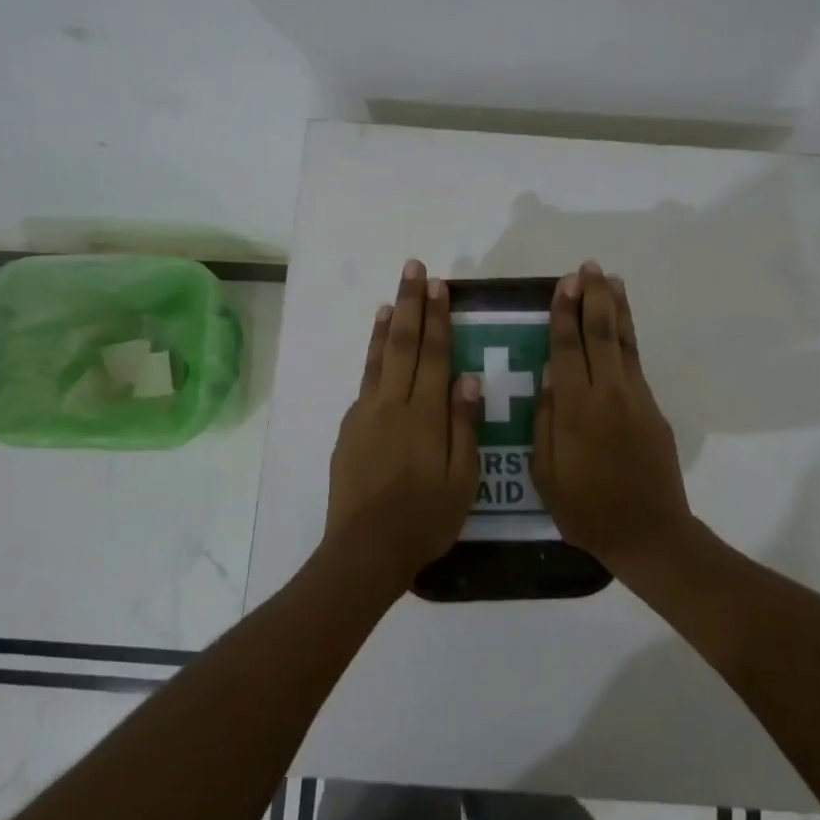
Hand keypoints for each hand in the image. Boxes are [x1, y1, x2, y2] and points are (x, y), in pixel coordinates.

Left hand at [324, 259, 482, 590]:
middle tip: (413, 270)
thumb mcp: (461, 478)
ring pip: (378, 359)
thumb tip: (468, 378)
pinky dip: (371, 358)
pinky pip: (365, 383)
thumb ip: (464, 426)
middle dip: (409, 304)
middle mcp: (392, 404)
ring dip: (386, 326)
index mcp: (424, 414)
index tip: (439, 286)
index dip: (437, 318)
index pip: (433, 354)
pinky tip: (376, 350)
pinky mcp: (350, 431)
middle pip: (402, 344)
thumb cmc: (424, 518)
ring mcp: (366, 416)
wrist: (365, 549)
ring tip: (390, 299)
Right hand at [532, 262, 696, 575]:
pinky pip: (636, 363)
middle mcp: (609, 393)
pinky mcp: (653, 410)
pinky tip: (622, 326)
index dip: (564, 312)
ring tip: (612, 280)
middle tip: (588, 268)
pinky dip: (629, 337)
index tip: (564, 283)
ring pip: (625, 343)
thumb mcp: (546, 473)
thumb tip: (549, 376)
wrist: (649, 533)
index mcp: (576, 408)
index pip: (567, 347)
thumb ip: (545, 421)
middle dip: (594, 298)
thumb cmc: (586, 509)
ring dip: (617, 308)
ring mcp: (636, 399)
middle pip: (602, 333)